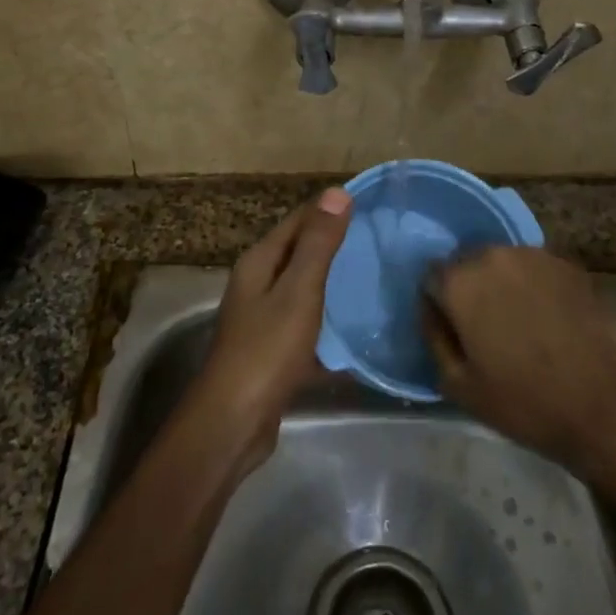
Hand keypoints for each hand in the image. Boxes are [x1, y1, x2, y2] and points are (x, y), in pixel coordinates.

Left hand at [196, 188, 352, 459]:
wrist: (233, 422)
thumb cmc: (266, 351)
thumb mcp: (298, 292)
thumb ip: (318, 244)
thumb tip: (337, 192)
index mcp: (260, 262)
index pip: (298, 220)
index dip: (331, 209)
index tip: (372, 206)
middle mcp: (257, 283)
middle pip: (300, 252)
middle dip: (336, 244)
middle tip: (382, 242)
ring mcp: (263, 318)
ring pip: (304, 288)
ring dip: (334, 282)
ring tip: (376, 278)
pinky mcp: (273, 349)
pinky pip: (306, 322)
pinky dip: (328, 320)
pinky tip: (357, 328)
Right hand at [425, 247, 615, 472]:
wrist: (610, 402)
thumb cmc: (527, 401)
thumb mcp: (460, 386)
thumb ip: (435, 339)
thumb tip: (432, 313)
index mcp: (460, 281)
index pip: (431, 277)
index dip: (438, 305)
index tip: (452, 332)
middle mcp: (493, 255)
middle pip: (467, 264)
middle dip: (469, 290)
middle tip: (484, 329)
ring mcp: (535, 255)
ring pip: (503, 264)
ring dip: (502, 286)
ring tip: (520, 326)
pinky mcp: (569, 265)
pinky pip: (536, 271)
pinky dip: (534, 288)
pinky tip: (549, 322)